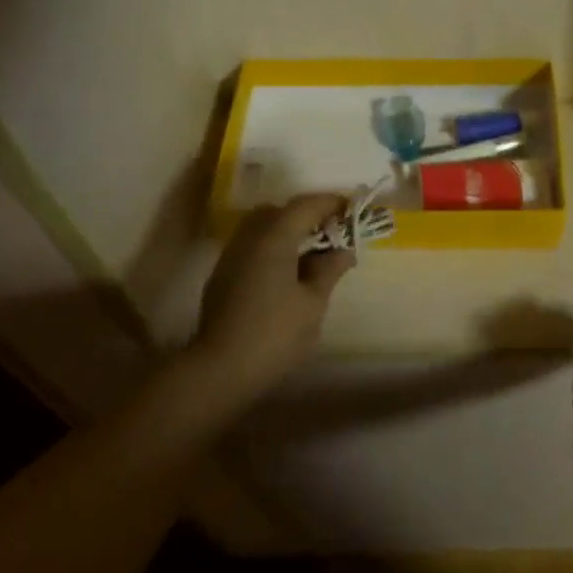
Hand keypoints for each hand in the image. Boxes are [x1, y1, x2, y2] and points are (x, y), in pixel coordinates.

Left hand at [194, 195, 355, 397]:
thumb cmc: (274, 333)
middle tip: (331, 232)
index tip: (353, 210)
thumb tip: (344, 252)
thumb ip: (329, 270)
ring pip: (262, 227)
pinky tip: (288, 272)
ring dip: (288, 231)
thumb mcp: (313, 303)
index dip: (331, 203)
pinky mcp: (223, 274)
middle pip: (280, 210)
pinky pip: (252, 245)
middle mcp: (249, 237)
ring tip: (312, 254)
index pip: (306, 205)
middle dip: (307, 215)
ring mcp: (232, 255)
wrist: (220, 369)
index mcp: (274, 237)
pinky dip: (273, 247)